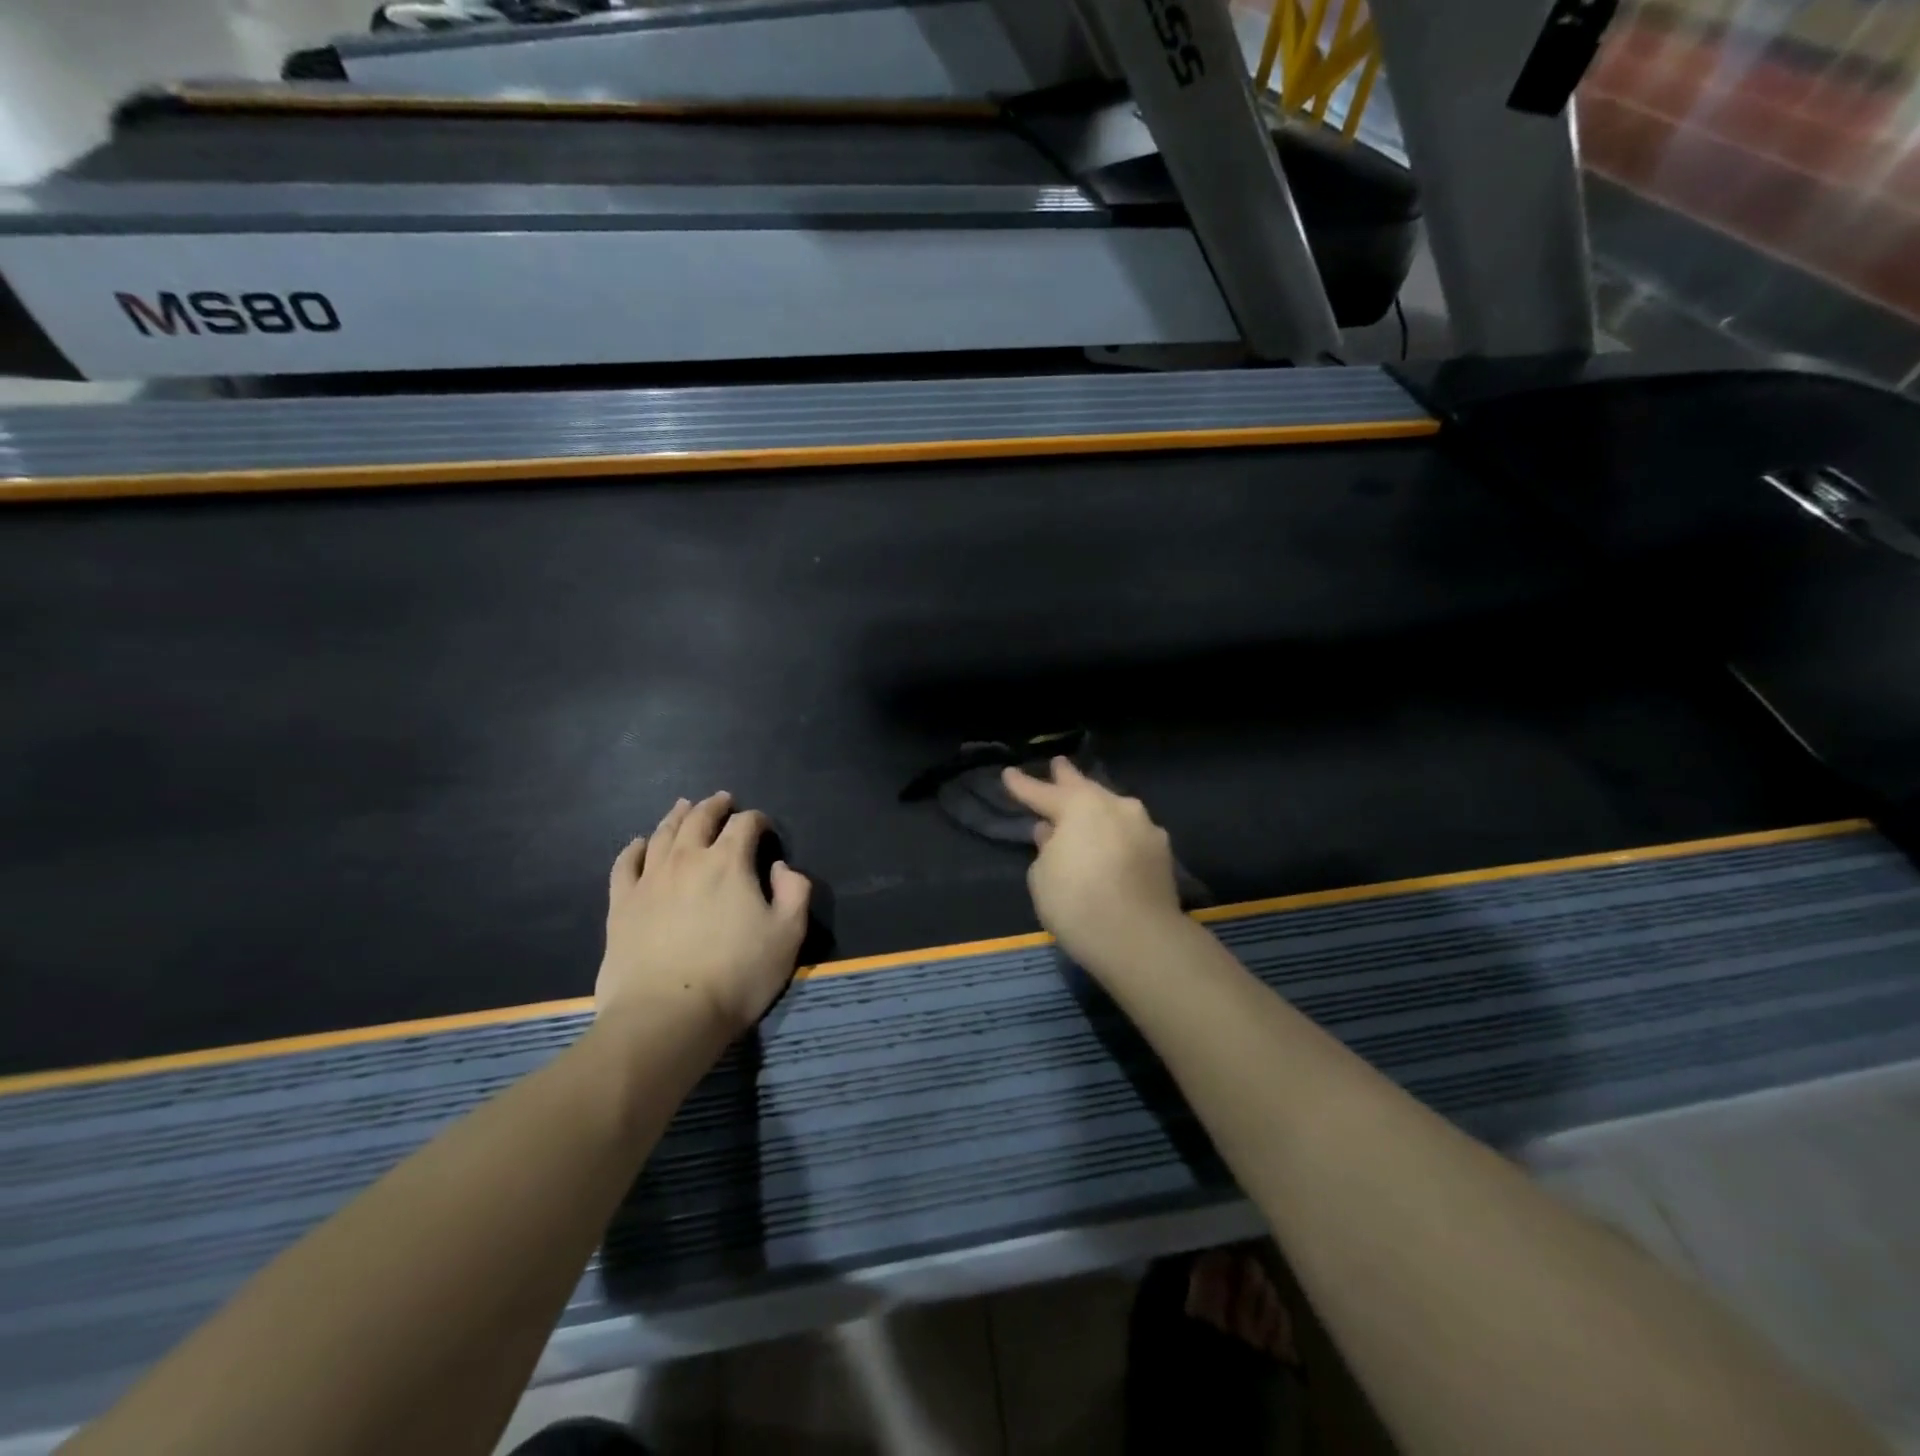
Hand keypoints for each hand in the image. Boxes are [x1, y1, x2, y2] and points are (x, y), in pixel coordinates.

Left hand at [597, 792, 811, 1038]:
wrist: (667, 1015)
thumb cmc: (736, 975)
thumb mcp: (788, 935)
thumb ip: (794, 892)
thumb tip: (781, 868)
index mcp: (728, 862)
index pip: (745, 825)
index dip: (758, 820)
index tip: (764, 828)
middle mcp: (686, 859)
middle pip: (699, 819)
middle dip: (715, 806)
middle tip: (723, 800)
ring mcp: (649, 880)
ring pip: (662, 834)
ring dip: (677, 816)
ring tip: (684, 807)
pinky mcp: (622, 905)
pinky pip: (625, 864)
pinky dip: (634, 848)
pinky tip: (639, 843)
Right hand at [1001, 758, 1183, 970]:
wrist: (1139, 939)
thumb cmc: (1076, 902)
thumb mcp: (1042, 876)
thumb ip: (1045, 848)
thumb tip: (1052, 833)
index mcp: (1079, 805)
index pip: (1042, 792)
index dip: (1022, 785)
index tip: (1009, 773)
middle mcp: (1115, 806)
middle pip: (1085, 788)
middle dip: (1067, 777)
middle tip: (1058, 765)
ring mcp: (1144, 827)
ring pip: (1113, 809)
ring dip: (1097, 808)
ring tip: (1086, 808)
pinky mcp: (1163, 852)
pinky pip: (1131, 833)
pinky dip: (1117, 834)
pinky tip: (1112, 841)